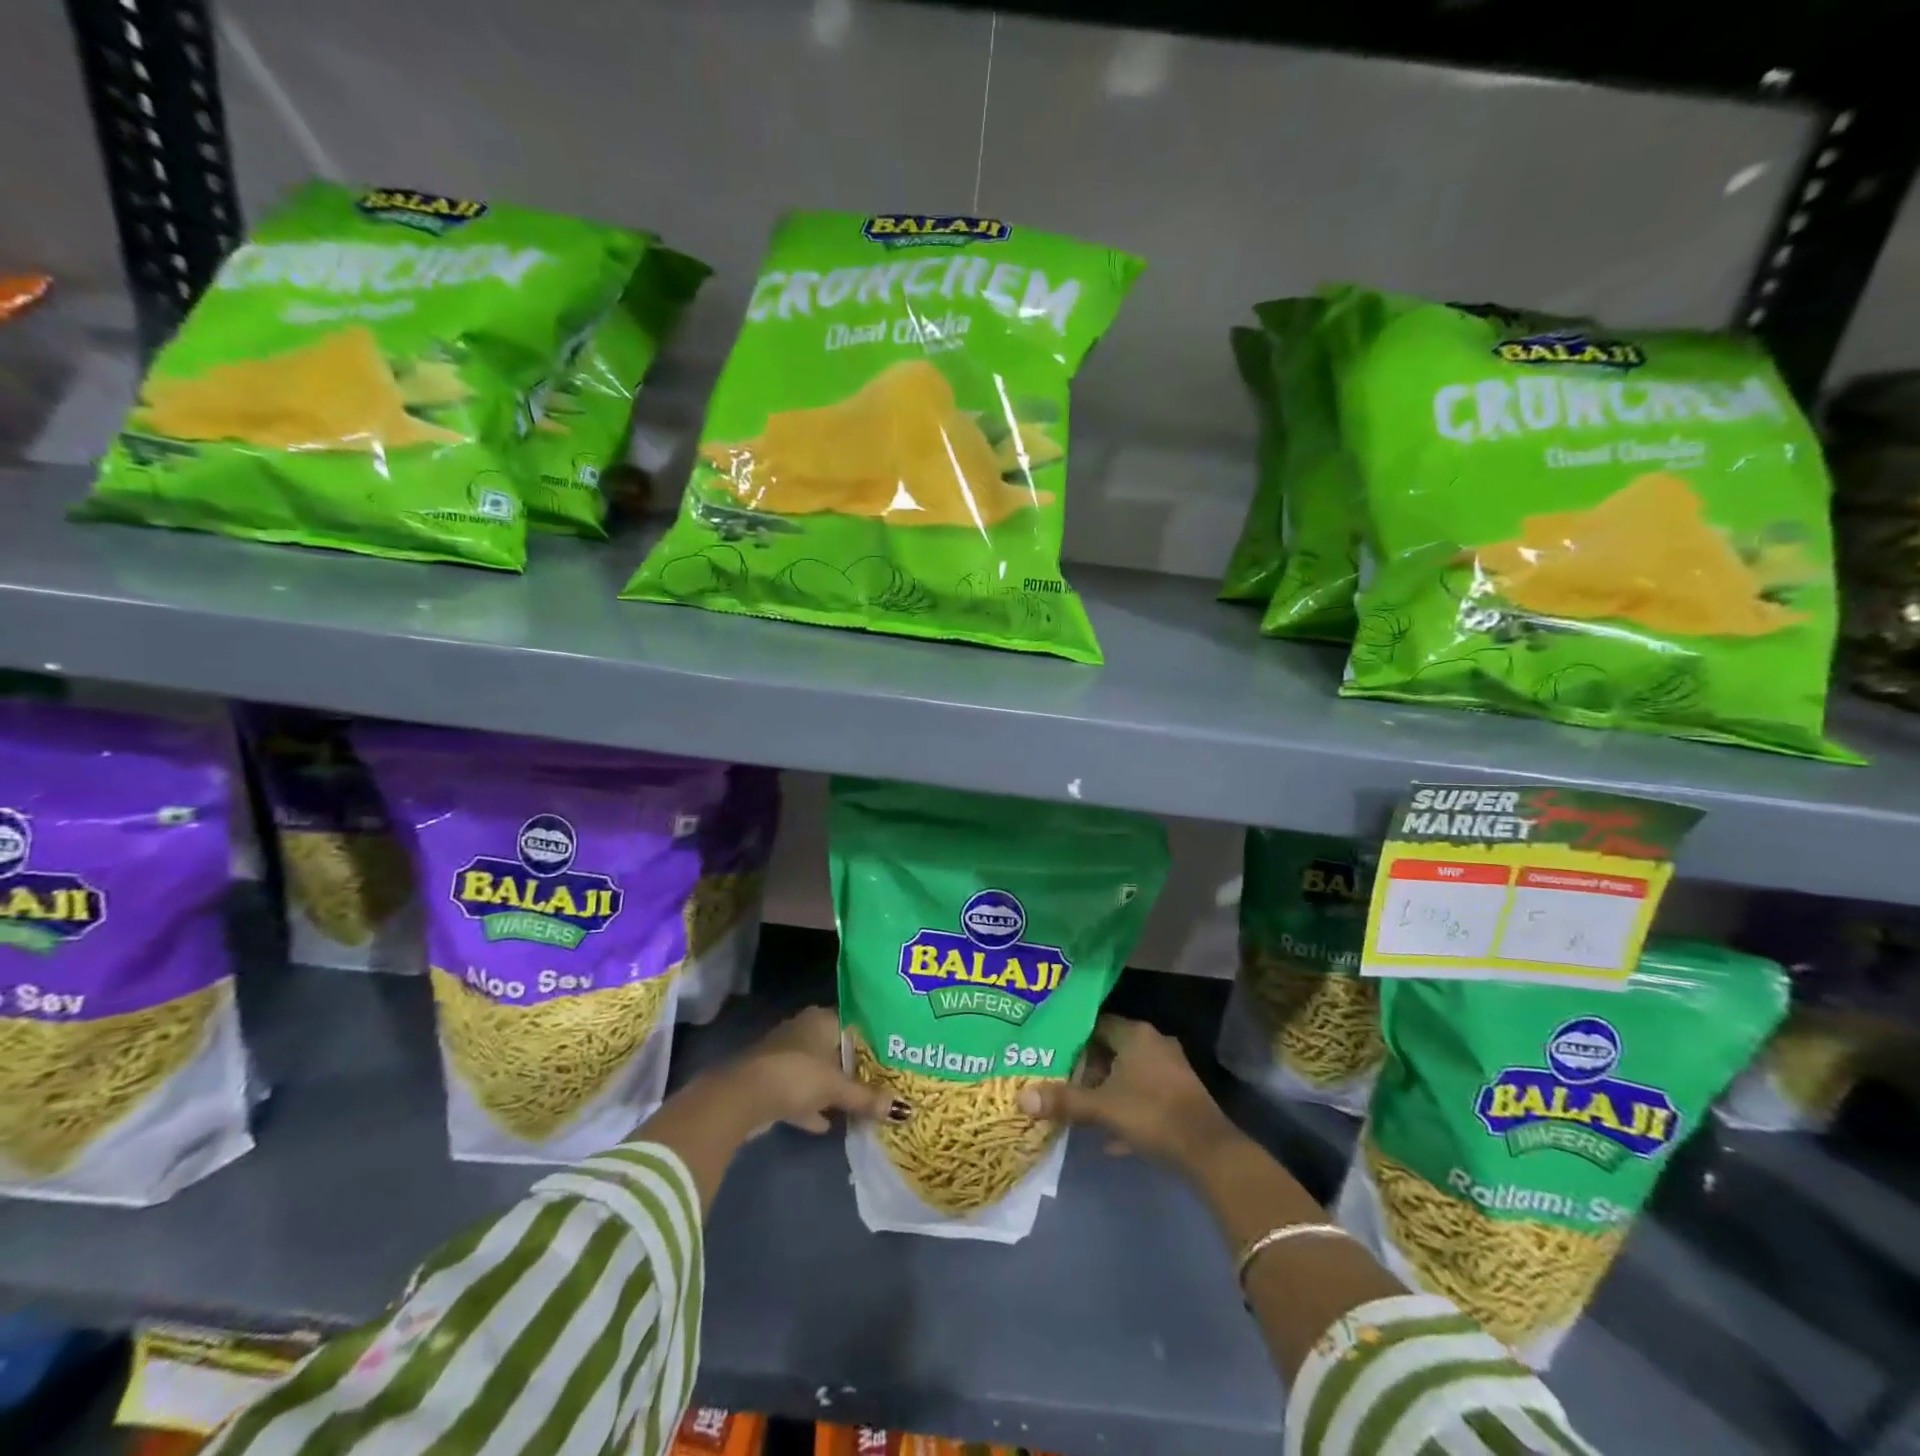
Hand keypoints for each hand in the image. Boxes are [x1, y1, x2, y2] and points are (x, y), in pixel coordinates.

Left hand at [728, 1006, 901, 1134]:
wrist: (743, 1097)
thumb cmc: (797, 1075)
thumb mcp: (837, 1087)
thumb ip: (868, 1097)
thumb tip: (905, 1110)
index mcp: (821, 1019)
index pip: (854, 1023)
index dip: (873, 1041)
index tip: (894, 1056)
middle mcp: (804, 1031)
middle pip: (837, 1049)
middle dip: (854, 1068)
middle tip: (883, 1083)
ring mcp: (785, 1057)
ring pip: (817, 1072)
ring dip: (832, 1088)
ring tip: (859, 1105)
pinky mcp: (772, 1082)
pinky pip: (800, 1093)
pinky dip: (812, 1107)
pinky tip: (828, 1125)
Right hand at [1018, 1014, 1238, 1170]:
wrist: (1208, 1151)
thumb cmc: (1151, 1114)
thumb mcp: (1102, 1108)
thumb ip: (1063, 1101)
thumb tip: (1021, 1097)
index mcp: (1135, 1034)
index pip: (1096, 1024)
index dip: (1073, 1037)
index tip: (1051, 1050)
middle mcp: (1154, 1043)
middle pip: (1111, 1049)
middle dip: (1088, 1067)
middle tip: (1060, 1080)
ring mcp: (1170, 1069)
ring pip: (1128, 1073)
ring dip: (1107, 1089)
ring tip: (1080, 1106)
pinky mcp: (1179, 1095)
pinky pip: (1143, 1094)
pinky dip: (1126, 1107)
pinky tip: (1110, 1136)